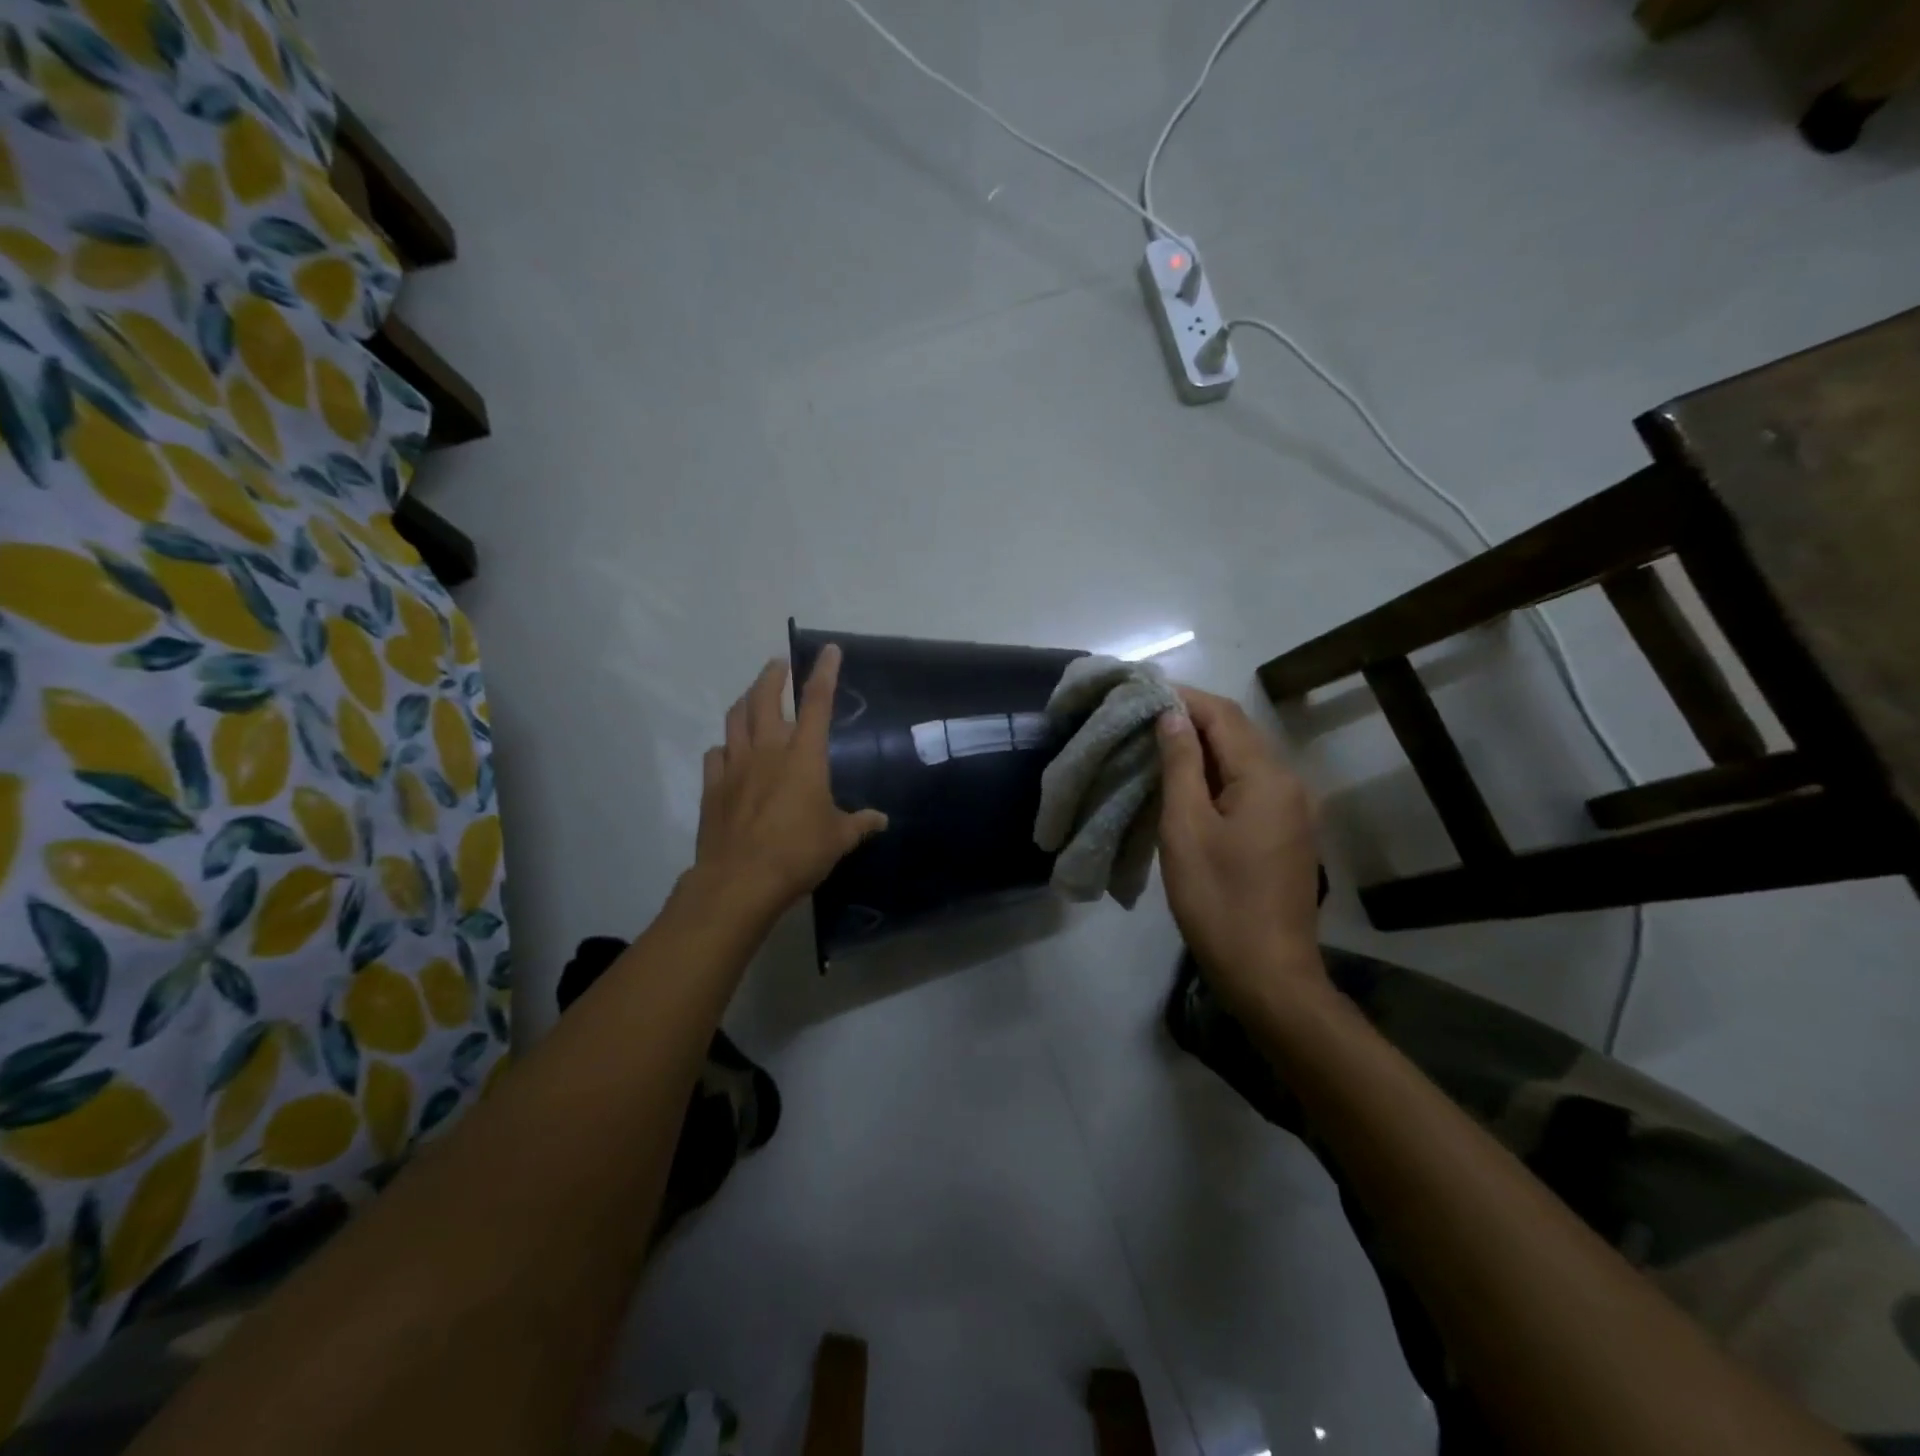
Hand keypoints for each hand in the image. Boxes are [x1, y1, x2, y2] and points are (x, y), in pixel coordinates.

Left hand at [691, 645, 888, 917]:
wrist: (740, 881)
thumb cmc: (798, 853)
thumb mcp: (839, 840)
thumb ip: (859, 824)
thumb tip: (881, 820)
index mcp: (804, 756)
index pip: (817, 702)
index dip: (824, 672)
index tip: (828, 650)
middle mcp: (768, 750)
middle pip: (765, 698)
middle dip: (772, 676)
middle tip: (778, 666)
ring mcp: (735, 766)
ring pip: (735, 718)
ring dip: (745, 700)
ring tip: (752, 696)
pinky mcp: (713, 787)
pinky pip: (716, 754)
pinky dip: (725, 745)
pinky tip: (729, 751)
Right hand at [1156, 687, 1325, 1011]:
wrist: (1267, 973)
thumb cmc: (1218, 900)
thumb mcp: (1185, 829)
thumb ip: (1180, 765)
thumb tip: (1172, 716)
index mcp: (1266, 777)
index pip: (1222, 715)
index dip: (1182, 698)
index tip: (1142, 693)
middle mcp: (1289, 782)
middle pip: (1238, 732)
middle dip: (1191, 718)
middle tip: (1142, 718)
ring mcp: (1294, 808)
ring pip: (1244, 758)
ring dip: (1203, 746)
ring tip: (1156, 746)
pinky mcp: (1288, 831)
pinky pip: (1251, 784)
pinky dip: (1217, 773)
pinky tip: (1187, 783)